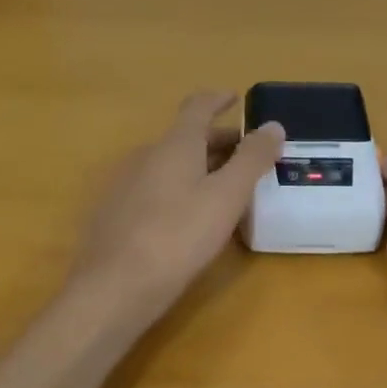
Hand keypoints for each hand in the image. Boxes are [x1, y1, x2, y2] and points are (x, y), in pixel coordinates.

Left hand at [68, 92, 283, 319]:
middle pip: (186, 137)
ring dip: (200, 166)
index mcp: (175, 144)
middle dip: (218, 141)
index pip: (198, 106)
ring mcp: (126, 184)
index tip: (236, 98)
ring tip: (225, 189)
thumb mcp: (226, 197)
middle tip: (247, 157)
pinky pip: (155, 187)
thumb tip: (273, 125)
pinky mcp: (115, 213)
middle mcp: (147, 155)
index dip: (218, 99)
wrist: (112, 289)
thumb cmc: (178, 236)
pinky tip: (190, 218)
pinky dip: (180, 188)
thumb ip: (252, 159)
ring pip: (170, 164)